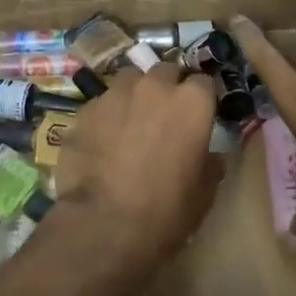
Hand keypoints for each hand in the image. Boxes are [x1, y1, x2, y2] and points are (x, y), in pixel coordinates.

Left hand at [54, 62, 220, 274]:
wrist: (105, 223)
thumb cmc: (167, 209)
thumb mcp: (205, 191)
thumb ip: (210, 162)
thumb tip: (211, 155)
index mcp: (191, 102)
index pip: (204, 82)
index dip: (202, 98)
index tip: (199, 115)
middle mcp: (154, 86)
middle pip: (165, 71)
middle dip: (168, 87)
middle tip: (164, 116)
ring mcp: (115, 94)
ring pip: (129, 80)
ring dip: (134, 95)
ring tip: (130, 122)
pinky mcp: (84, 111)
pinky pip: (101, 104)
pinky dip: (105, 116)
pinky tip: (102, 141)